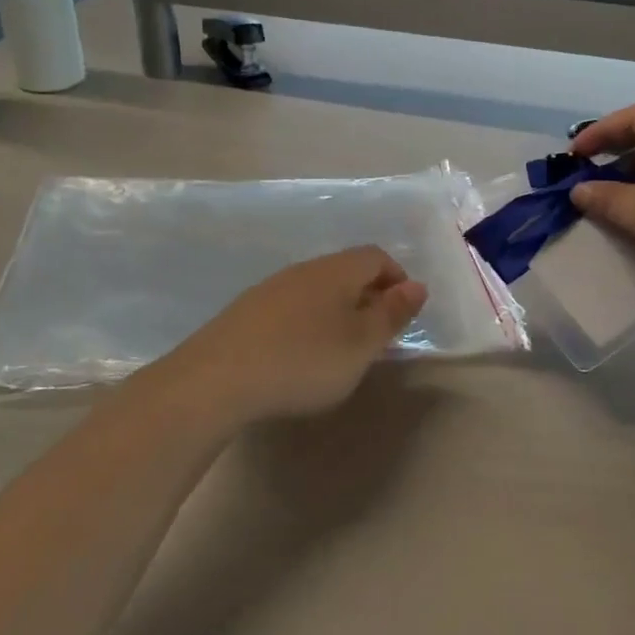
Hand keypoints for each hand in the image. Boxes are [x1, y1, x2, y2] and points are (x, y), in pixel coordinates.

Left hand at [166, 247, 427, 425]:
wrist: (217, 378)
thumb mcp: (361, 344)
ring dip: (337, 310)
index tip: (404, 313)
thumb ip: (392, 314)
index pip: (376, 256)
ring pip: (316, 289)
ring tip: (340, 348)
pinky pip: (290, 306)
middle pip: (345, 270)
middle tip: (377, 334)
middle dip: (368, 296)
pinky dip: (308, 322)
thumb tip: (417, 285)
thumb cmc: (304, 360)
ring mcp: (270, 288)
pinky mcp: (245, 312)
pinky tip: (300, 354)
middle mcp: (303, 270)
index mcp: (336, 271)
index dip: (397, 278)